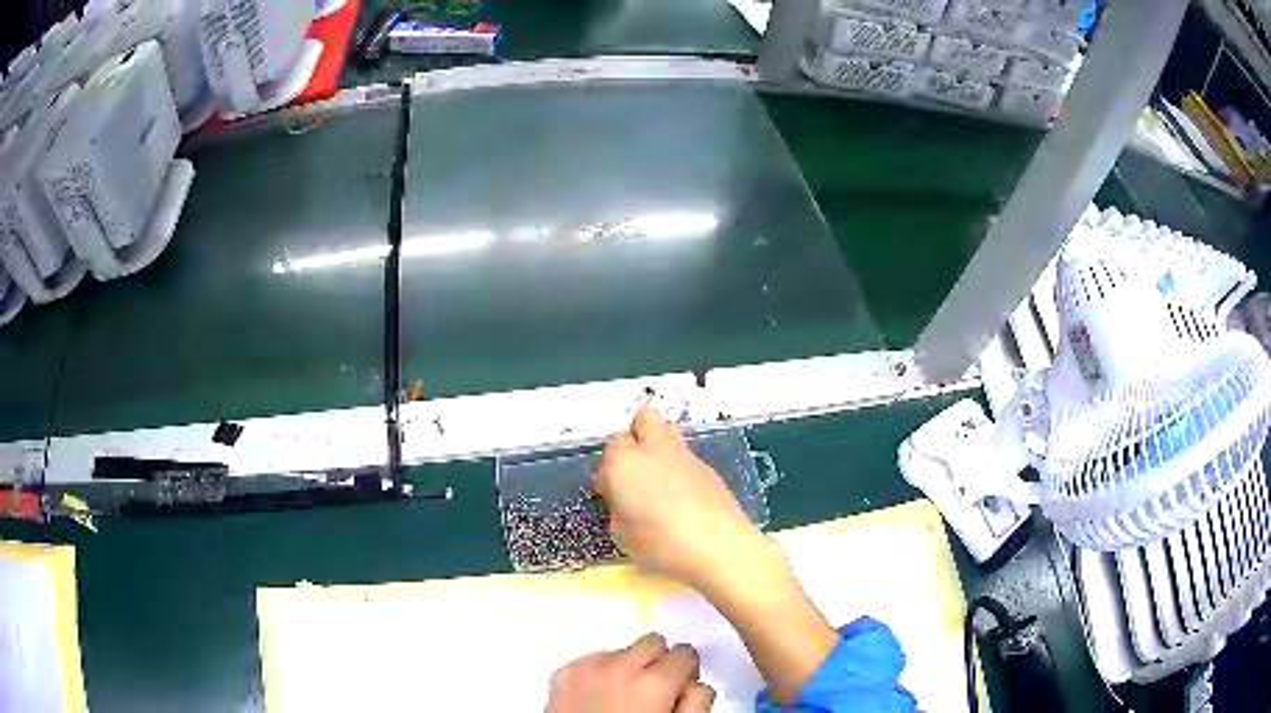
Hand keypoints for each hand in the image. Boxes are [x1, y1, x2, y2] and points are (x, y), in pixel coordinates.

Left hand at [547, 633, 715, 712]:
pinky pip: (591, 660)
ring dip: (626, 668)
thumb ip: (696, 700)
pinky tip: (598, 698)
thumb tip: (694, 682)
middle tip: (652, 691)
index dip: (685, 672)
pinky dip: (599, 673)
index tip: (678, 688)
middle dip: (657, 663)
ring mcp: (586, 667)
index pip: (685, 652)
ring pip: (620, 650)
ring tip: (621, 698)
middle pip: (652, 642)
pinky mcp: (562, 673)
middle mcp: (619, 666)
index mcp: (655, 683)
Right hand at [592, 406, 780, 594]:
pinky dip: (680, 468)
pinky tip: (683, 496)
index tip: (611, 494)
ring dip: (660, 446)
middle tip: (635, 470)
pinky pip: (686, 456)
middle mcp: (653, 450)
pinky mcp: (708, 467)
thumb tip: (625, 496)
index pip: (609, 450)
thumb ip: (618, 506)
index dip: (608, 472)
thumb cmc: (660, 543)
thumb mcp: (621, 533)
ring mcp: (684, 455)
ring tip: (660, 480)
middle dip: (636, 437)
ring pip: (668, 430)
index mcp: (624, 463)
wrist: (719, 546)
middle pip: (643, 419)